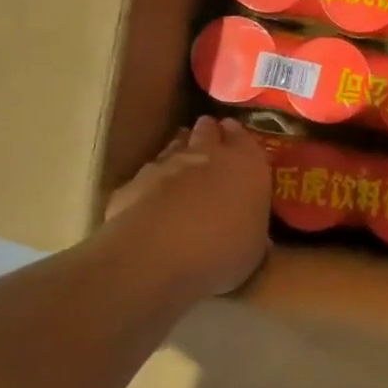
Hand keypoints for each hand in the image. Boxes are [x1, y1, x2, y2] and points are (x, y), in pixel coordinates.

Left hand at [103, 116, 270, 301]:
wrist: (158, 256)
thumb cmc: (222, 251)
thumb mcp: (254, 247)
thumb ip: (253, 228)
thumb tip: (254, 232)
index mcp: (246, 165)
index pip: (245, 137)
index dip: (239, 137)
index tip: (235, 136)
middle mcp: (207, 155)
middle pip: (207, 131)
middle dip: (209, 134)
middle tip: (211, 142)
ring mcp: (166, 165)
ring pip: (175, 146)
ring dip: (180, 151)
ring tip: (183, 164)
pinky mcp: (133, 182)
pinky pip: (147, 175)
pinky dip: (153, 181)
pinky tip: (152, 197)